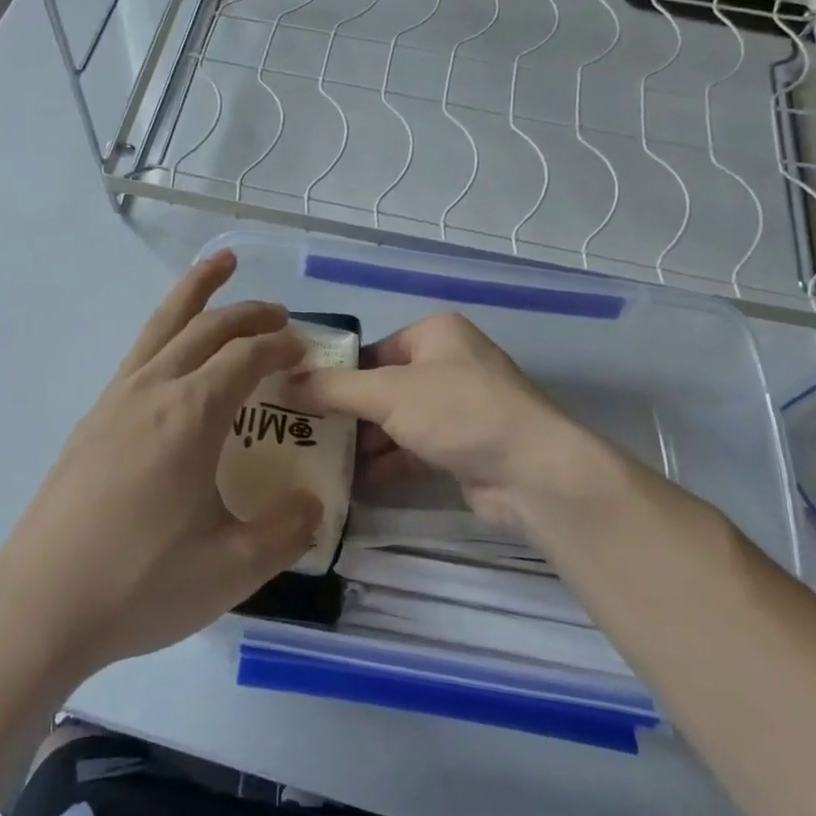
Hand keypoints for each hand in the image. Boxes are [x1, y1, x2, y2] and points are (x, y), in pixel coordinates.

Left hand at [0, 251, 320, 676]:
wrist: (38, 606)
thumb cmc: (139, 584)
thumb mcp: (232, 569)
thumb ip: (285, 531)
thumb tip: (313, 505)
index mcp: (191, 415)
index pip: (247, 357)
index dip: (281, 346)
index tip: (305, 350)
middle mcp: (153, 390)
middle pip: (206, 327)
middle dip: (248, 312)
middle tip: (279, 312)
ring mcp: (115, 400)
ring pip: (162, 325)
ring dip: (195, 292)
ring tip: (218, 263)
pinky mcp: (92, 419)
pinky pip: (139, 353)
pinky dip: (166, 329)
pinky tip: (172, 352)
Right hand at [288, 312, 622, 538]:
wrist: (531, 472)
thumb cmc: (458, 412)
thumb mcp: (388, 393)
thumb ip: (334, 388)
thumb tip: (284, 382)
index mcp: (434, 334)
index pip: (371, 350)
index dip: (335, 373)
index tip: (298, 398)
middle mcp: (448, 364)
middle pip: (382, 387)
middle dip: (346, 412)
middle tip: (301, 433)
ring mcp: (458, 408)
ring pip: (397, 421)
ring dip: (363, 441)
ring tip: (316, 458)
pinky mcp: (462, 447)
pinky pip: (413, 450)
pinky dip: (386, 463)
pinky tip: (351, 482)